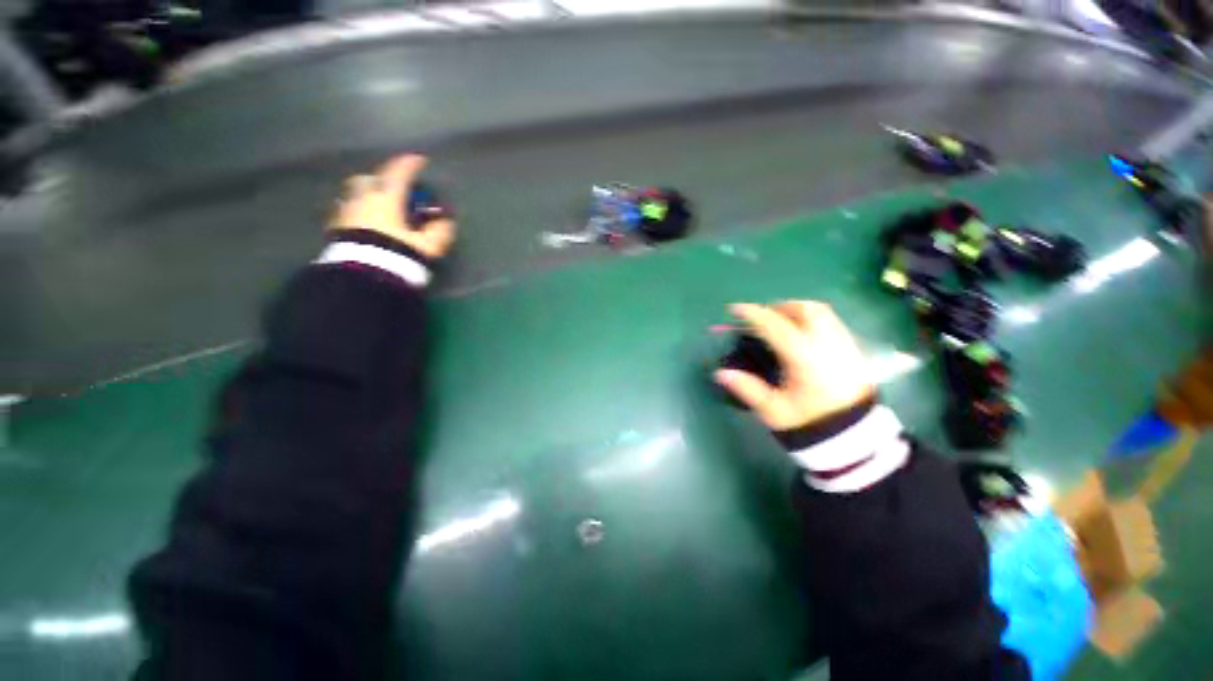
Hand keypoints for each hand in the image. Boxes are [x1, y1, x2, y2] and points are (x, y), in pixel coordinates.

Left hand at [330, 154, 455, 259]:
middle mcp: (363, 200)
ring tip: (376, 207)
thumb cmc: (398, 253)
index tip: (419, 160)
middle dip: (380, 179)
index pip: (398, 174)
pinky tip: (363, 224)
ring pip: (353, 194)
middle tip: (392, 189)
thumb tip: (446, 221)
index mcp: (386, 199)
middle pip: (368, 179)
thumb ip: (439, 231)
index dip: (410, 165)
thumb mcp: (428, 246)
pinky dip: (355, 213)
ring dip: (365, 195)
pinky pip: (345, 213)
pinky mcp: (336, 229)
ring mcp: (346, 213)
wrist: (364, 274)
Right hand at [714, 301, 874, 430]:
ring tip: (780, 323)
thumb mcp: (773, 410)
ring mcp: (845, 345)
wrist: (854, 440)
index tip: (735, 309)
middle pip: (805, 310)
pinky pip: (832, 322)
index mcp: (804, 358)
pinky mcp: (854, 351)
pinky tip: (801, 335)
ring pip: (822, 312)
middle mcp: (827, 345)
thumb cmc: (809, 423)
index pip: (775, 325)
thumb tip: (720, 373)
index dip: (753, 314)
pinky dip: (812, 319)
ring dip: (797, 310)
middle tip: (761, 318)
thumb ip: (746, 388)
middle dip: (779, 307)